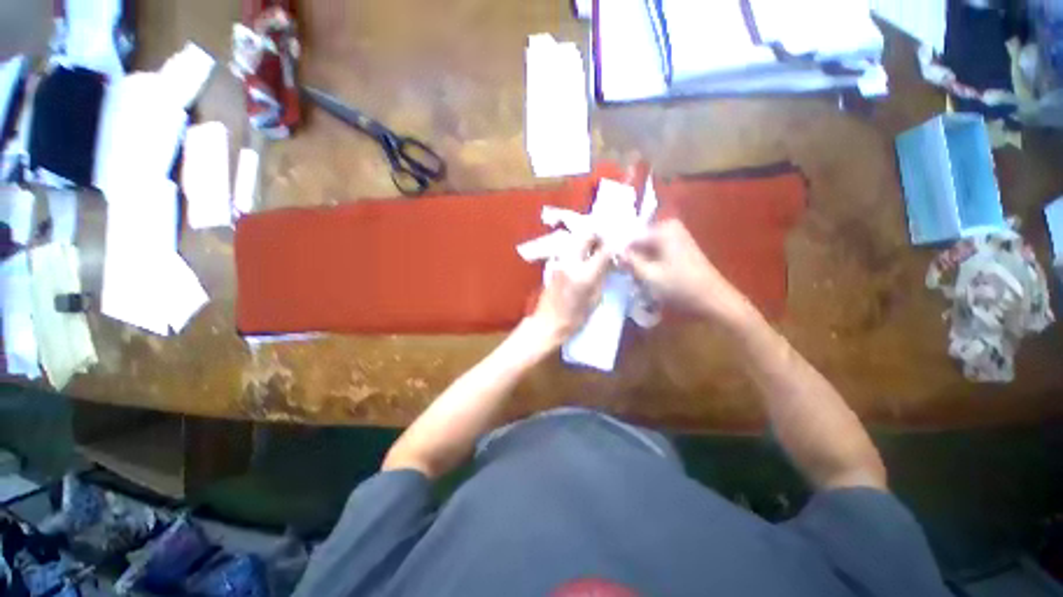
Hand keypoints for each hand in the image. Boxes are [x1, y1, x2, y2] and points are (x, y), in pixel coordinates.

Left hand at [527, 235, 610, 348]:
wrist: (547, 323)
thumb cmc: (574, 318)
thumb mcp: (595, 300)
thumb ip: (602, 278)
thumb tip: (611, 264)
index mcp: (584, 274)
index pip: (603, 251)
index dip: (614, 247)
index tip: (620, 247)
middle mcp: (571, 263)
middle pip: (586, 237)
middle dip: (599, 237)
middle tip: (607, 243)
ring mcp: (560, 262)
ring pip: (576, 241)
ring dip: (588, 242)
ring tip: (597, 250)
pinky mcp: (554, 265)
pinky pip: (570, 250)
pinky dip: (579, 249)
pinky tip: (585, 258)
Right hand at [621, 220, 750, 323]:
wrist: (715, 301)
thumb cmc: (681, 287)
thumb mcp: (649, 276)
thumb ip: (630, 262)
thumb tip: (613, 253)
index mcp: (663, 230)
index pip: (630, 236)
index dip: (619, 251)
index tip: (609, 265)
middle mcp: (670, 228)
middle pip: (639, 241)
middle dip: (630, 256)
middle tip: (621, 273)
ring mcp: (677, 238)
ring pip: (646, 248)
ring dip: (638, 262)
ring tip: (631, 278)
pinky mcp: (680, 250)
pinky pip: (656, 253)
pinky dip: (648, 264)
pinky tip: (644, 278)